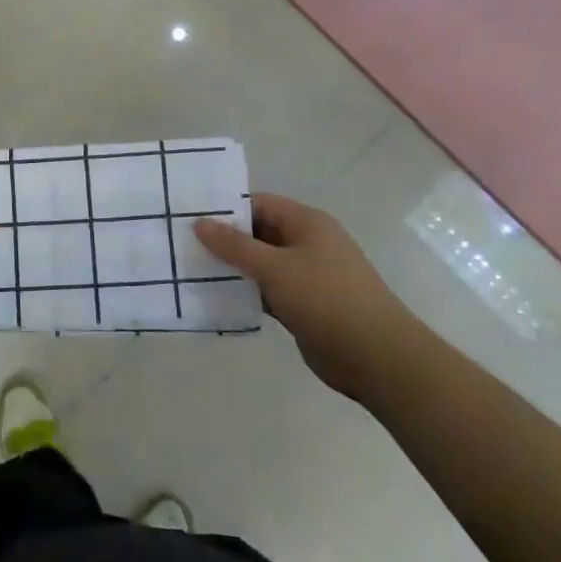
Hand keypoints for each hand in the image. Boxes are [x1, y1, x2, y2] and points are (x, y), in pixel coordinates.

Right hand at [195, 193, 421, 399]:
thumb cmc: (326, 299)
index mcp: (307, 223)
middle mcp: (308, 244)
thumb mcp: (275, 268)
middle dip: (225, 240)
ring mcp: (308, 276)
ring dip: (234, 269)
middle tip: (183, 245)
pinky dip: (247, 293)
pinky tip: (217, 299)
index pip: (259, 204)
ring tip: (191, 271)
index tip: (190, 218)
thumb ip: (235, 246)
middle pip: (259, 233)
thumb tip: (200, 222)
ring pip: (262, 265)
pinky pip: (268, 291)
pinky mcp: (305, 306)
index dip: (226, 209)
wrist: (377, 357)